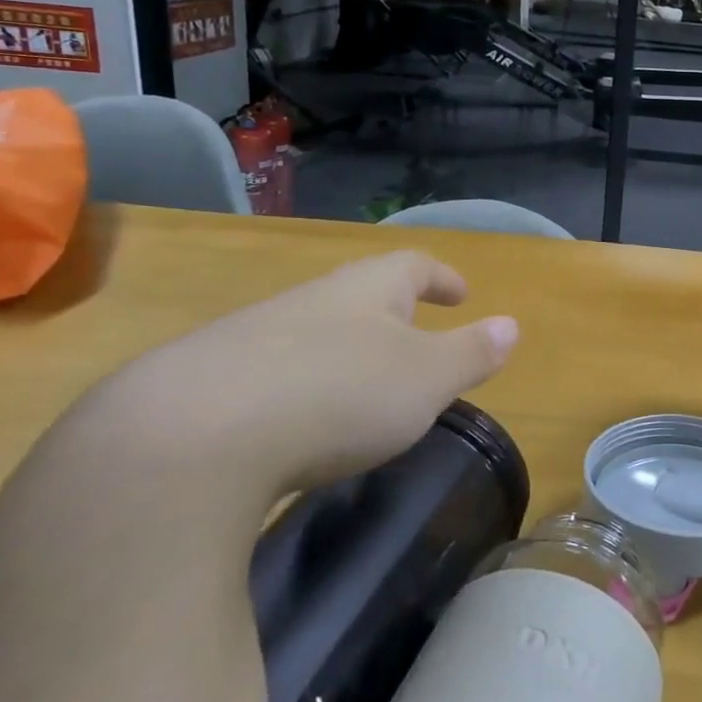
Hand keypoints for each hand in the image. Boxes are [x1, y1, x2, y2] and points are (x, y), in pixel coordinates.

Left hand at [62, 252, 518, 513]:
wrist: (190, 435)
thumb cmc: (339, 394)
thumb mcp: (426, 379)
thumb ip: (471, 352)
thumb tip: (511, 326)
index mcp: (367, 290)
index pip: (413, 265)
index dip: (440, 278)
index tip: (460, 294)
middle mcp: (310, 300)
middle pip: (359, 293)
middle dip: (390, 313)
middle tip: (413, 340)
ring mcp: (251, 336)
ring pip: (311, 331)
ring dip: (341, 350)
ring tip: (358, 386)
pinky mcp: (204, 381)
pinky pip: (267, 371)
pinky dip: (295, 385)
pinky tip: (293, 423)